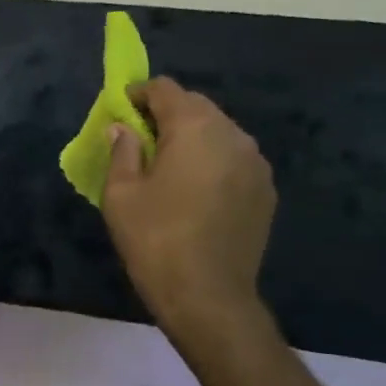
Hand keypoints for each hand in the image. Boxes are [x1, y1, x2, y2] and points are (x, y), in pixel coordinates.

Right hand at [102, 77, 275, 337]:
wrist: (208, 296)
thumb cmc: (154, 239)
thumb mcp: (120, 193)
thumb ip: (122, 150)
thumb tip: (123, 129)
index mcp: (195, 128)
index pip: (166, 89)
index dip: (139, 94)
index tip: (120, 111)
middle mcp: (233, 135)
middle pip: (196, 107)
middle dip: (166, 114)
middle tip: (140, 139)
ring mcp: (256, 164)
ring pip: (218, 132)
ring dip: (191, 138)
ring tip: (167, 165)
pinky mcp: (265, 191)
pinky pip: (233, 159)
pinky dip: (211, 161)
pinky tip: (194, 189)